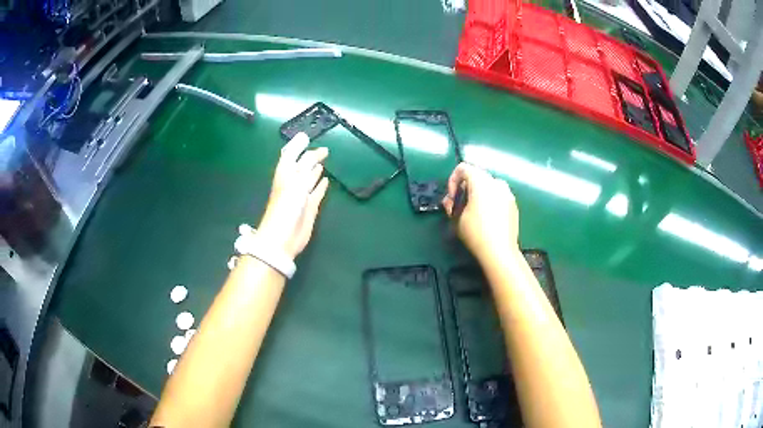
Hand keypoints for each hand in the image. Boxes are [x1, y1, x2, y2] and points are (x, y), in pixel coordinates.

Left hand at [257, 133, 328, 258]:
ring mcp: (301, 195)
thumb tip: (318, 153)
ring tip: (323, 160)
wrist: (283, 237)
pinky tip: (326, 180)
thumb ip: (307, 165)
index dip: (297, 145)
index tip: (306, 136)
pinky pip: (317, 193)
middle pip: (301, 165)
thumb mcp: (296, 180)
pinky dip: (321, 186)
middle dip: (309, 156)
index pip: (290, 155)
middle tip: (322, 148)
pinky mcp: (309, 207)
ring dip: (315, 169)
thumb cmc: (286, 206)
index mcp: (285, 174)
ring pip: (309, 178)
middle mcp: (292, 182)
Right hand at [442, 162, 519, 263]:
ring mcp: (508, 193)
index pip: (463, 168)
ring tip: (472, 212)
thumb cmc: (476, 233)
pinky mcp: (513, 205)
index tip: (452, 198)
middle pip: (476, 176)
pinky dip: (489, 200)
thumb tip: (451, 202)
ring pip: (488, 186)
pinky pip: (498, 196)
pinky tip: (486, 218)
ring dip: (477, 194)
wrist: (500, 251)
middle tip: (458, 206)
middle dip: (464, 188)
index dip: (452, 180)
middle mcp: (496, 182)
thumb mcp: (456, 218)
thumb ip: (451, 204)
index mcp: (482, 182)